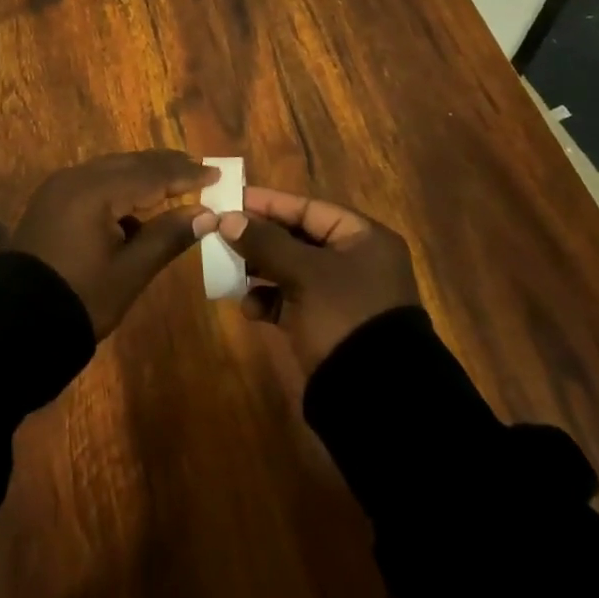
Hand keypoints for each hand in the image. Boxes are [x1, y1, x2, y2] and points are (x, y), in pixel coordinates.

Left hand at [12, 151, 217, 336]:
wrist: (16, 323)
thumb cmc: (81, 298)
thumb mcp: (130, 271)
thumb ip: (168, 236)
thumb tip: (206, 214)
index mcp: (95, 191)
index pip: (151, 175)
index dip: (186, 174)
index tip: (217, 173)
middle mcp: (76, 178)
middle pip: (130, 163)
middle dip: (166, 165)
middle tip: (199, 166)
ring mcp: (60, 186)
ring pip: (111, 168)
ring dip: (143, 173)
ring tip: (175, 178)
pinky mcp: (51, 199)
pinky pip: (94, 180)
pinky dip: (120, 185)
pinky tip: (137, 201)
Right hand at [201, 186, 421, 371]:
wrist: (376, 397)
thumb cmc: (344, 315)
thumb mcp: (304, 273)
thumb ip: (265, 242)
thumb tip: (227, 219)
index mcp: (363, 238)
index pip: (308, 208)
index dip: (268, 203)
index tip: (231, 200)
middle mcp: (355, 261)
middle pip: (297, 238)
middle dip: (259, 239)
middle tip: (222, 235)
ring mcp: (341, 295)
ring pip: (291, 270)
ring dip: (259, 271)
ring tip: (230, 272)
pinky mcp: (328, 325)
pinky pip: (291, 301)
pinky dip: (269, 301)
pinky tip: (249, 309)